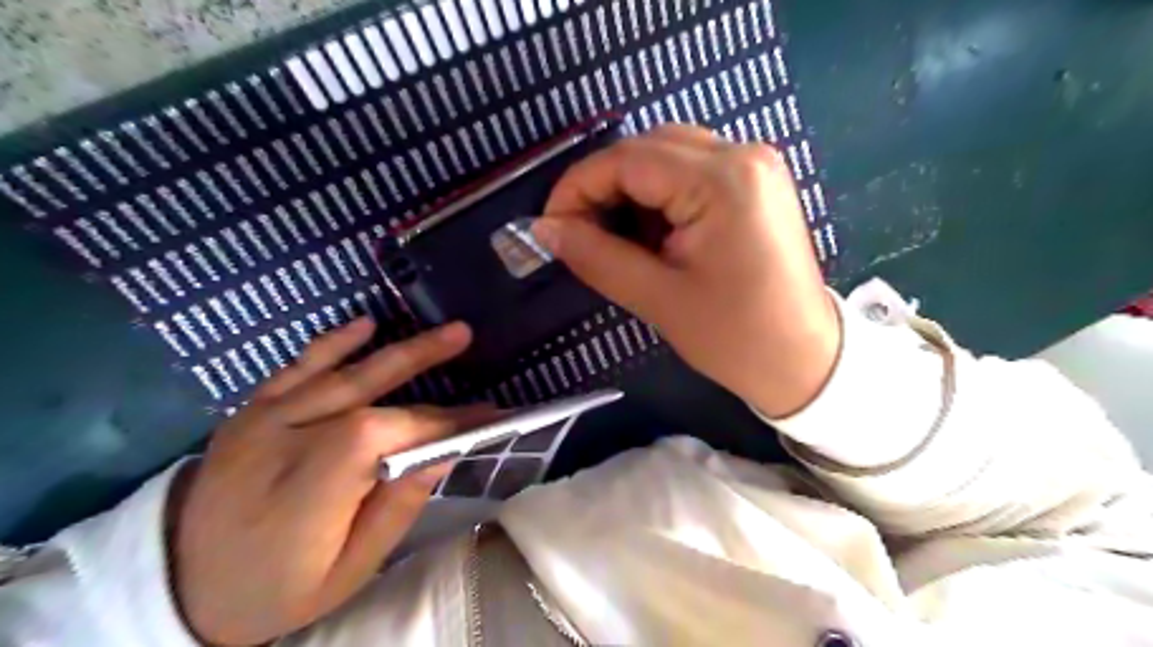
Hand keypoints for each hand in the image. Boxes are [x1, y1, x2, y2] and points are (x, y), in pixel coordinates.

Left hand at [170, 322, 482, 643]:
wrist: (180, 584)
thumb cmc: (277, 587)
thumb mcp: (348, 571)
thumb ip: (396, 509)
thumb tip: (442, 454)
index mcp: (308, 493)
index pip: (386, 436)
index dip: (438, 421)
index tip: (484, 416)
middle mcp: (283, 445)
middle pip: (367, 396)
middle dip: (423, 363)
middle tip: (465, 337)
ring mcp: (261, 421)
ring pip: (339, 374)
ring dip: (397, 350)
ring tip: (443, 331)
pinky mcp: (251, 411)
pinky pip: (295, 369)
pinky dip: (333, 344)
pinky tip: (365, 324)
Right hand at [537, 123, 844, 417]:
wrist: (804, 360)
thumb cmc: (736, 337)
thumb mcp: (657, 298)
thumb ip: (595, 256)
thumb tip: (544, 229)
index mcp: (722, 180)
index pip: (626, 159)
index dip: (577, 187)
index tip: (550, 226)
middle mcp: (743, 154)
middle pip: (647, 147)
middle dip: (603, 186)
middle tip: (580, 233)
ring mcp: (755, 164)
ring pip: (667, 155)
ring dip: (631, 190)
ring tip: (618, 239)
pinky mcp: (757, 182)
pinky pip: (692, 170)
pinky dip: (660, 195)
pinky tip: (653, 233)